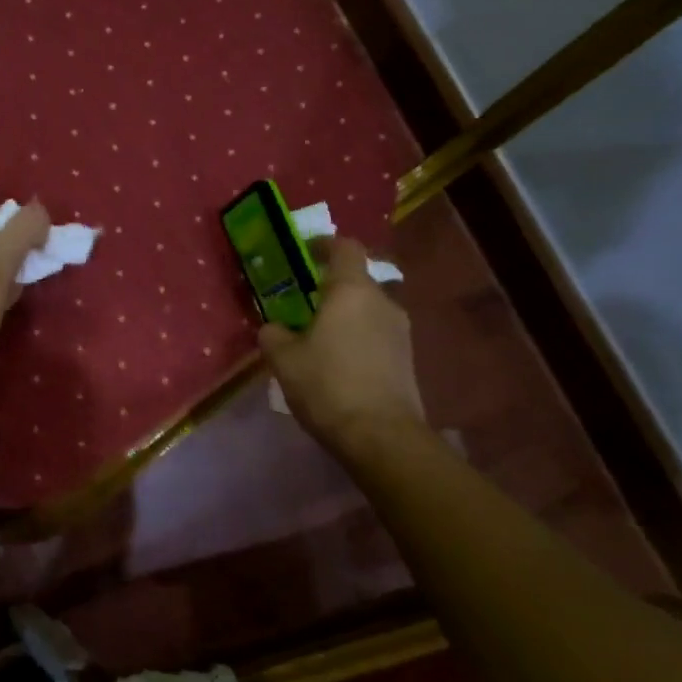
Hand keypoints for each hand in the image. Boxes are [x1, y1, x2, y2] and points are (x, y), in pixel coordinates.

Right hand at [259, 238, 425, 456]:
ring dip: (345, 316)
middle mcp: (382, 301)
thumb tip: (274, 328)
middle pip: (357, 280)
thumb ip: (273, 335)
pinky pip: (377, 334)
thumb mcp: (284, 360)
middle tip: (303, 305)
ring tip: (319, 339)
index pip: (345, 247)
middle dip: (330, 288)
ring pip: (368, 309)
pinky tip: (339, 364)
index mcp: (352, 291)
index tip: (304, 254)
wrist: (381, 436)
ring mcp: (400, 330)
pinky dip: (358, 338)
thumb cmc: (328, 386)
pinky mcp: (407, 358)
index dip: (324, 245)